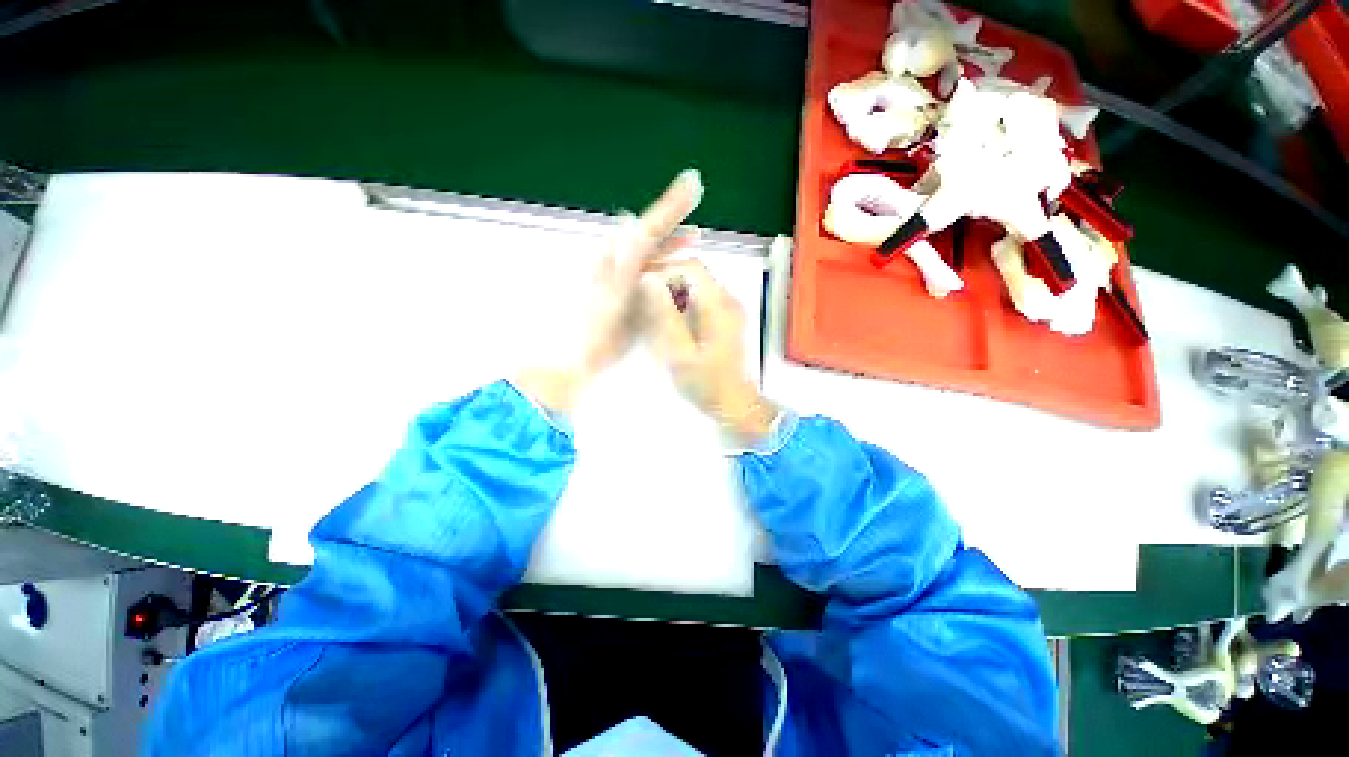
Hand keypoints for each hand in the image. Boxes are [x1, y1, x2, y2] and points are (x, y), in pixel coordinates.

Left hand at [517, 169, 703, 412]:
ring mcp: (620, 281)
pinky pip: (647, 276)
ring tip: (692, 241)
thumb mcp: (612, 293)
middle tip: (697, 222)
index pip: (648, 226)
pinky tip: (674, 273)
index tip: (693, 182)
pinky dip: (663, 269)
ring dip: (671, 247)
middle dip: (673, 225)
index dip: (672, 205)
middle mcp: (615, 264)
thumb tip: (629, 217)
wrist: (574, 361)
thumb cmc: (593, 329)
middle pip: (649, 238)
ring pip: (649, 257)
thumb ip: (623, 258)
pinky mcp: (623, 298)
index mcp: (614, 259)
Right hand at [641, 260, 778, 444]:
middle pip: (693, 274)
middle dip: (666, 282)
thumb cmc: (706, 384)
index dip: (664, 271)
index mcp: (719, 306)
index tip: (642, 286)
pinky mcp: (726, 319)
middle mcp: (728, 301)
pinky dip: (682, 305)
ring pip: (695, 287)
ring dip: (673, 294)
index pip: (691, 268)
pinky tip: (670, 324)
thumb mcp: (679, 353)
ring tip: (654, 314)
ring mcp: (729, 309)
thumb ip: (664, 316)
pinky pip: (700, 300)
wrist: (734, 404)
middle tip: (644, 302)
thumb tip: (648, 282)